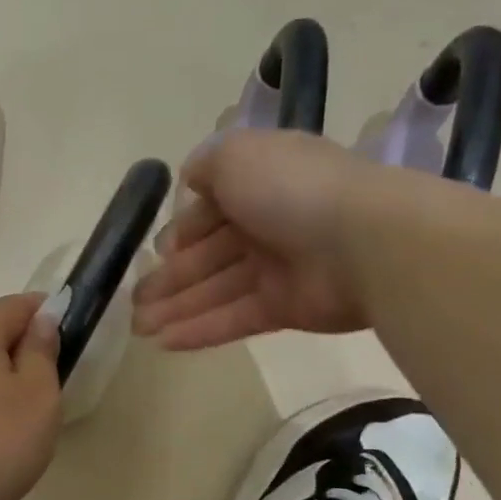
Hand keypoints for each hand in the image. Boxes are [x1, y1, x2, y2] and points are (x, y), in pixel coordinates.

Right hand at [133, 130, 382, 347]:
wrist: (366, 241)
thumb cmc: (291, 190)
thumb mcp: (237, 156)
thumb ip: (207, 165)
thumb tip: (189, 180)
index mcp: (260, 185)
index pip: (211, 211)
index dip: (182, 231)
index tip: (157, 252)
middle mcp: (268, 225)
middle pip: (208, 256)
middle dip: (168, 278)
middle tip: (134, 303)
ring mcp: (278, 269)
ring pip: (215, 291)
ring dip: (175, 309)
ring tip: (138, 328)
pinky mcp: (287, 308)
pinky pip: (234, 318)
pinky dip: (199, 331)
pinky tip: (163, 343)